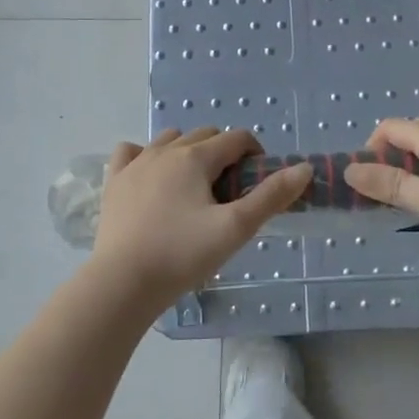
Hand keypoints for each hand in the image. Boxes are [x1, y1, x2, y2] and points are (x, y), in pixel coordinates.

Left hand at [93, 127, 310, 303]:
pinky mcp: (114, 181)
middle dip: (224, 154)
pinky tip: (151, 178)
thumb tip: (304, 168)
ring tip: (194, 188)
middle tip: (229, 193)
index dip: (255, 155)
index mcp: (196, 157)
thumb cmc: (182, 255)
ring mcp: (135, 163)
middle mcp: (165, 150)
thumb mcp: (235, 228)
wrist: (121, 284)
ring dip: (188, 152)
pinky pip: (130, 152)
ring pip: (169, 140)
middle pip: (205, 135)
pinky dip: (145, 156)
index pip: (237, 138)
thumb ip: (271, 197)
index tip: (258, 185)